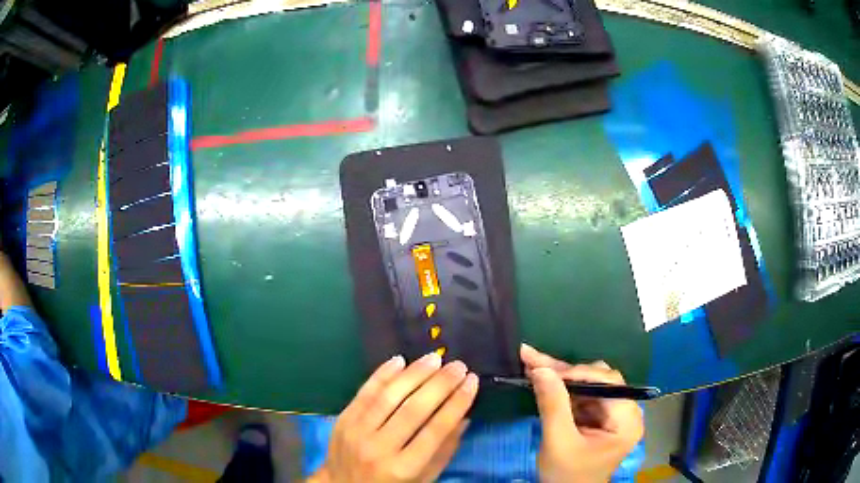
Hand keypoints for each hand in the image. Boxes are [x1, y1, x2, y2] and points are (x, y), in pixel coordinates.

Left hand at [309, 353, 478, 482]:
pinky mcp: (342, 420)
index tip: (472, 381)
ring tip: (434, 359)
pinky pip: (364, 392)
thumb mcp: (424, 478)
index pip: (436, 430)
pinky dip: (382, 374)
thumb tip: (464, 416)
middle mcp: (379, 449)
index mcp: (404, 469)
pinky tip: (400, 361)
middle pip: (413, 409)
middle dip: (440, 384)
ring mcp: (357, 433)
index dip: (457, 403)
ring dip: (414, 374)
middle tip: (458, 366)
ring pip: (389, 396)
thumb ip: (444, 450)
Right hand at [521, 344, 643, 482]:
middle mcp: (626, 412)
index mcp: (626, 421)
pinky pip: (583, 395)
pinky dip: (562, 389)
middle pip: (598, 380)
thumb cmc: (566, 475)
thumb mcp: (558, 442)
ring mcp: (613, 414)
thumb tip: (541, 368)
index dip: (578, 374)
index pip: (608, 383)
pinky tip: (542, 379)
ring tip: (533, 366)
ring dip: (561, 377)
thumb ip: (553, 405)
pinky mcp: (600, 418)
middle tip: (534, 360)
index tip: (545, 371)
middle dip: (565, 372)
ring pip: (588, 384)